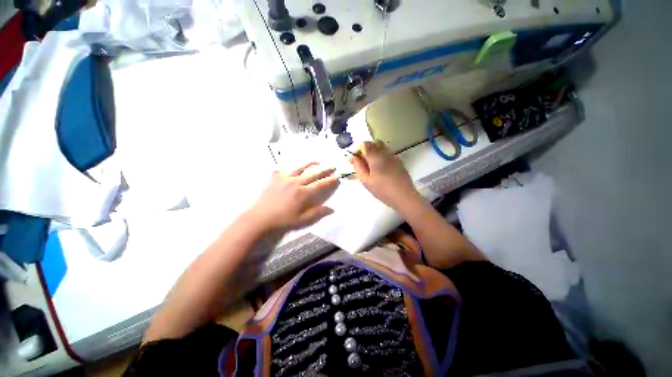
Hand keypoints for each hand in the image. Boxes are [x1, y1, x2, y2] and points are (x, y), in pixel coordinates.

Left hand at [248, 163, 339, 230]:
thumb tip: (331, 209)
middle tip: (332, 165)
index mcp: (303, 193)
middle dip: (324, 170)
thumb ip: (317, 213)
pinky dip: (289, 167)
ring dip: (309, 164)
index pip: (320, 185)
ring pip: (300, 168)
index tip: (337, 176)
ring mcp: (284, 178)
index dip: (329, 181)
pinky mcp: (275, 178)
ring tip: (316, 161)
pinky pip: (284, 169)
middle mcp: (295, 182)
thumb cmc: (283, 220)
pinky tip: (291, 166)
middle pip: (312, 174)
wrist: (260, 218)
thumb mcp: (302, 220)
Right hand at [349, 141, 420, 209]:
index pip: (365, 144)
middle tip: (362, 164)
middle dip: (366, 151)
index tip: (355, 160)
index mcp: (375, 156)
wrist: (404, 197)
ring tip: (371, 167)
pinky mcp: (399, 161)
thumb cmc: (382, 190)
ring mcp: (393, 156)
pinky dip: (381, 156)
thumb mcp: (366, 181)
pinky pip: (387, 153)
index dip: (358, 150)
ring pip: (381, 147)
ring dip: (374, 153)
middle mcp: (385, 152)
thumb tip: (352, 157)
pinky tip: (381, 169)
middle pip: (373, 144)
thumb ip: (358, 167)